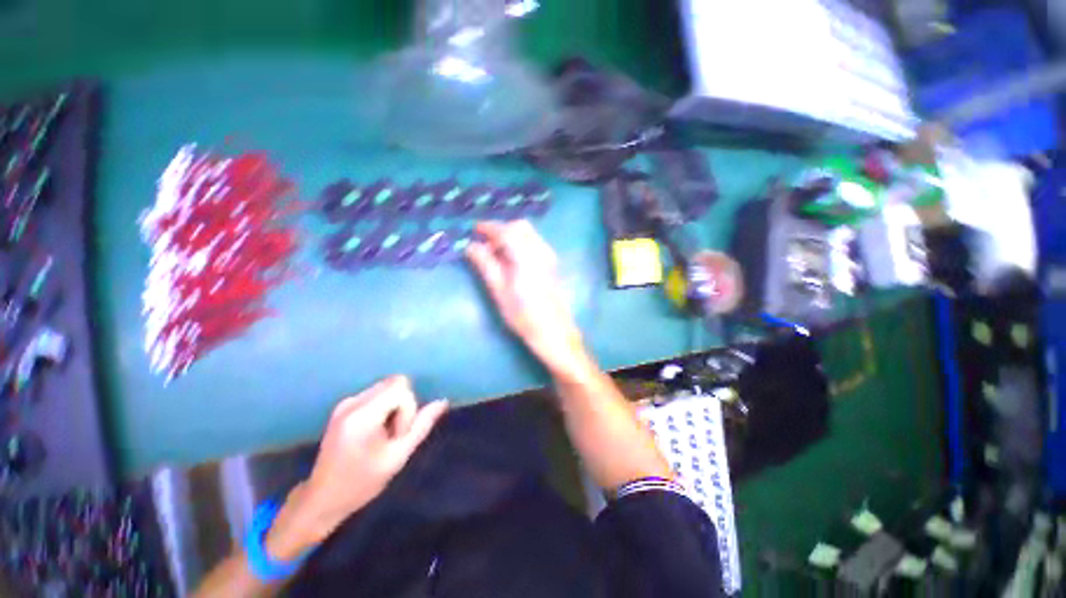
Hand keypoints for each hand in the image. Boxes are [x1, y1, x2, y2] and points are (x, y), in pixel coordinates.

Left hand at [265, 376, 447, 559]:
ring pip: (387, 387)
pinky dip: (384, 407)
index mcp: (361, 415)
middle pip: (395, 383)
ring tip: (383, 434)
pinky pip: (376, 393)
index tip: (398, 436)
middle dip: (403, 405)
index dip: (408, 409)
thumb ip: (422, 426)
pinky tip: (375, 431)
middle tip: (393, 434)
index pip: (401, 388)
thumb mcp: (397, 457)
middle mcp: (352, 402)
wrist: (322, 499)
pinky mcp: (343, 406)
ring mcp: (345, 402)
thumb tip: (443, 402)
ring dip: (394, 406)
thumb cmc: (361, 483)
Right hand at [466, 221, 585, 372]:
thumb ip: (485, 265)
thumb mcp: (499, 291)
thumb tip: (471, 246)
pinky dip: (520, 242)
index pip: (507, 231)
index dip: (489, 227)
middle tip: (485, 243)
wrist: (553, 330)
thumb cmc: (523, 315)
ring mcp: (549, 256)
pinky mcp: (552, 263)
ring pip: (529, 233)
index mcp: (527, 257)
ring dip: (511, 235)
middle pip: (521, 227)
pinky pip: (534, 242)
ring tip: (495, 253)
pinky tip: (511, 258)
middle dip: (501, 229)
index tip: (474, 229)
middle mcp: (541, 251)